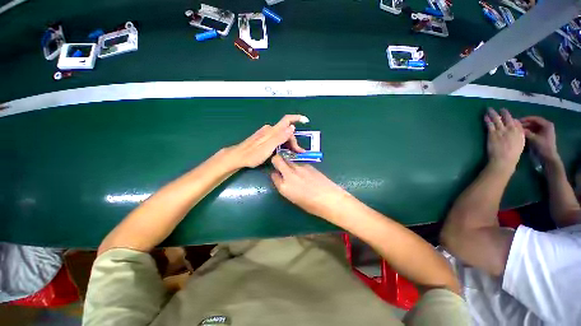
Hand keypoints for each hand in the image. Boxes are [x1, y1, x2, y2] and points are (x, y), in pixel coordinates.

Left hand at [227, 115, 307, 168]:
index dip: (297, 118)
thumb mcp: (268, 147)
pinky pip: (277, 138)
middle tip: (298, 152)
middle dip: (294, 140)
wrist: (238, 157)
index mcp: (272, 131)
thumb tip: (292, 127)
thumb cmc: (252, 154)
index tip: (305, 120)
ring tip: (292, 154)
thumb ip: (280, 137)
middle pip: (286, 131)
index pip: (286, 120)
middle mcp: (270, 130)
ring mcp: (266, 134)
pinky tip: (284, 151)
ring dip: (289, 143)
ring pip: (282, 135)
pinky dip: (283, 144)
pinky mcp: (264, 138)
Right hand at [270, 155, 351, 219]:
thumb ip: (286, 187)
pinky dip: (298, 164)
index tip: (277, 174)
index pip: (273, 175)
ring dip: (287, 160)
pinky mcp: (308, 165)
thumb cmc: (312, 205)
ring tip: (292, 167)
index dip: (275, 174)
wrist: (330, 199)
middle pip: (277, 160)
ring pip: (288, 158)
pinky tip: (304, 170)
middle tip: (280, 163)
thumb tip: (284, 180)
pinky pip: (299, 162)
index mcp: (284, 187)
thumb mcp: (294, 199)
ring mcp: (299, 168)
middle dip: (277, 160)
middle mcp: (289, 175)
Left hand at [484, 108, 524, 171]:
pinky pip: (490, 124)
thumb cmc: (512, 154)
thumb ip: (519, 134)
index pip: (516, 121)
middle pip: (507, 118)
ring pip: (497, 119)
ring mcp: (501, 131)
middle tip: (500, 108)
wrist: (504, 160)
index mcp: (519, 132)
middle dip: (503, 112)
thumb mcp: (520, 143)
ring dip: (493, 113)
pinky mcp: (492, 134)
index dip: (511, 117)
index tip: (508, 115)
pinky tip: (485, 116)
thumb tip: (515, 126)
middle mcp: (511, 129)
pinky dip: (487, 119)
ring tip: (489, 109)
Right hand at [520, 116, 558, 161]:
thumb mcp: (534, 139)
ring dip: (525, 128)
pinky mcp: (540, 136)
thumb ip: (526, 132)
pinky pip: (533, 132)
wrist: (548, 157)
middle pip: (533, 123)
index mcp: (547, 125)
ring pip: (532, 127)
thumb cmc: (543, 147)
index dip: (526, 119)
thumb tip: (517, 128)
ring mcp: (543, 132)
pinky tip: (521, 134)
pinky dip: (527, 132)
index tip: (517, 121)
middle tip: (515, 126)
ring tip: (517, 130)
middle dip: (525, 124)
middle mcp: (546, 126)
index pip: (535, 119)